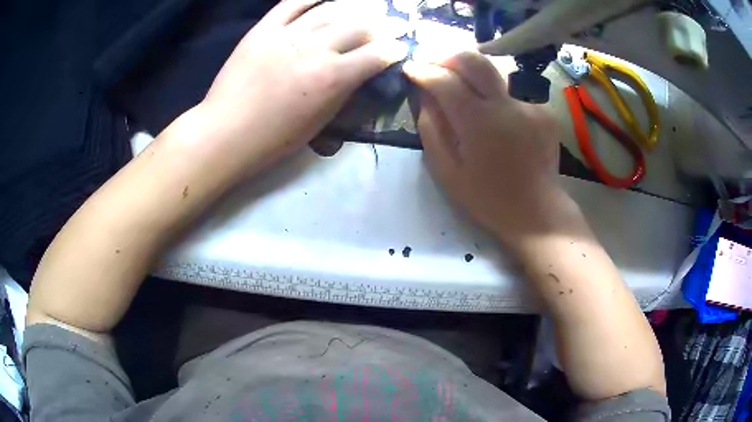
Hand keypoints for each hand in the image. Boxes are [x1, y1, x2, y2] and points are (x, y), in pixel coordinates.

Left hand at [199, 0, 407, 171]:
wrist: (227, 131)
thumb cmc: (275, 137)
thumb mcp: (320, 121)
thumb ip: (344, 91)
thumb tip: (359, 72)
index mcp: (332, 78)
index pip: (376, 55)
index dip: (394, 49)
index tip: (401, 47)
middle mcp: (316, 49)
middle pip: (359, 26)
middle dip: (383, 25)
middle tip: (392, 23)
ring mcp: (288, 34)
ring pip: (331, 10)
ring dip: (355, 7)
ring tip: (366, 7)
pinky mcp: (264, 29)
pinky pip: (292, 3)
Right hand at [403, 52, 563, 245]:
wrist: (536, 211)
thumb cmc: (487, 198)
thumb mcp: (447, 171)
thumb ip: (431, 129)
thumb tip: (424, 96)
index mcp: (479, 123)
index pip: (445, 80)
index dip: (423, 70)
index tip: (410, 68)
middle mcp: (507, 105)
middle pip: (474, 60)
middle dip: (446, 55)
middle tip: (431, 62)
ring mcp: (529, 105)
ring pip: (495, 69)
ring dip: (471, 70)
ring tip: (458, 79)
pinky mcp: (544, 110)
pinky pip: (513, 90)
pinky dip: (495, 92)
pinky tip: (492, 110)